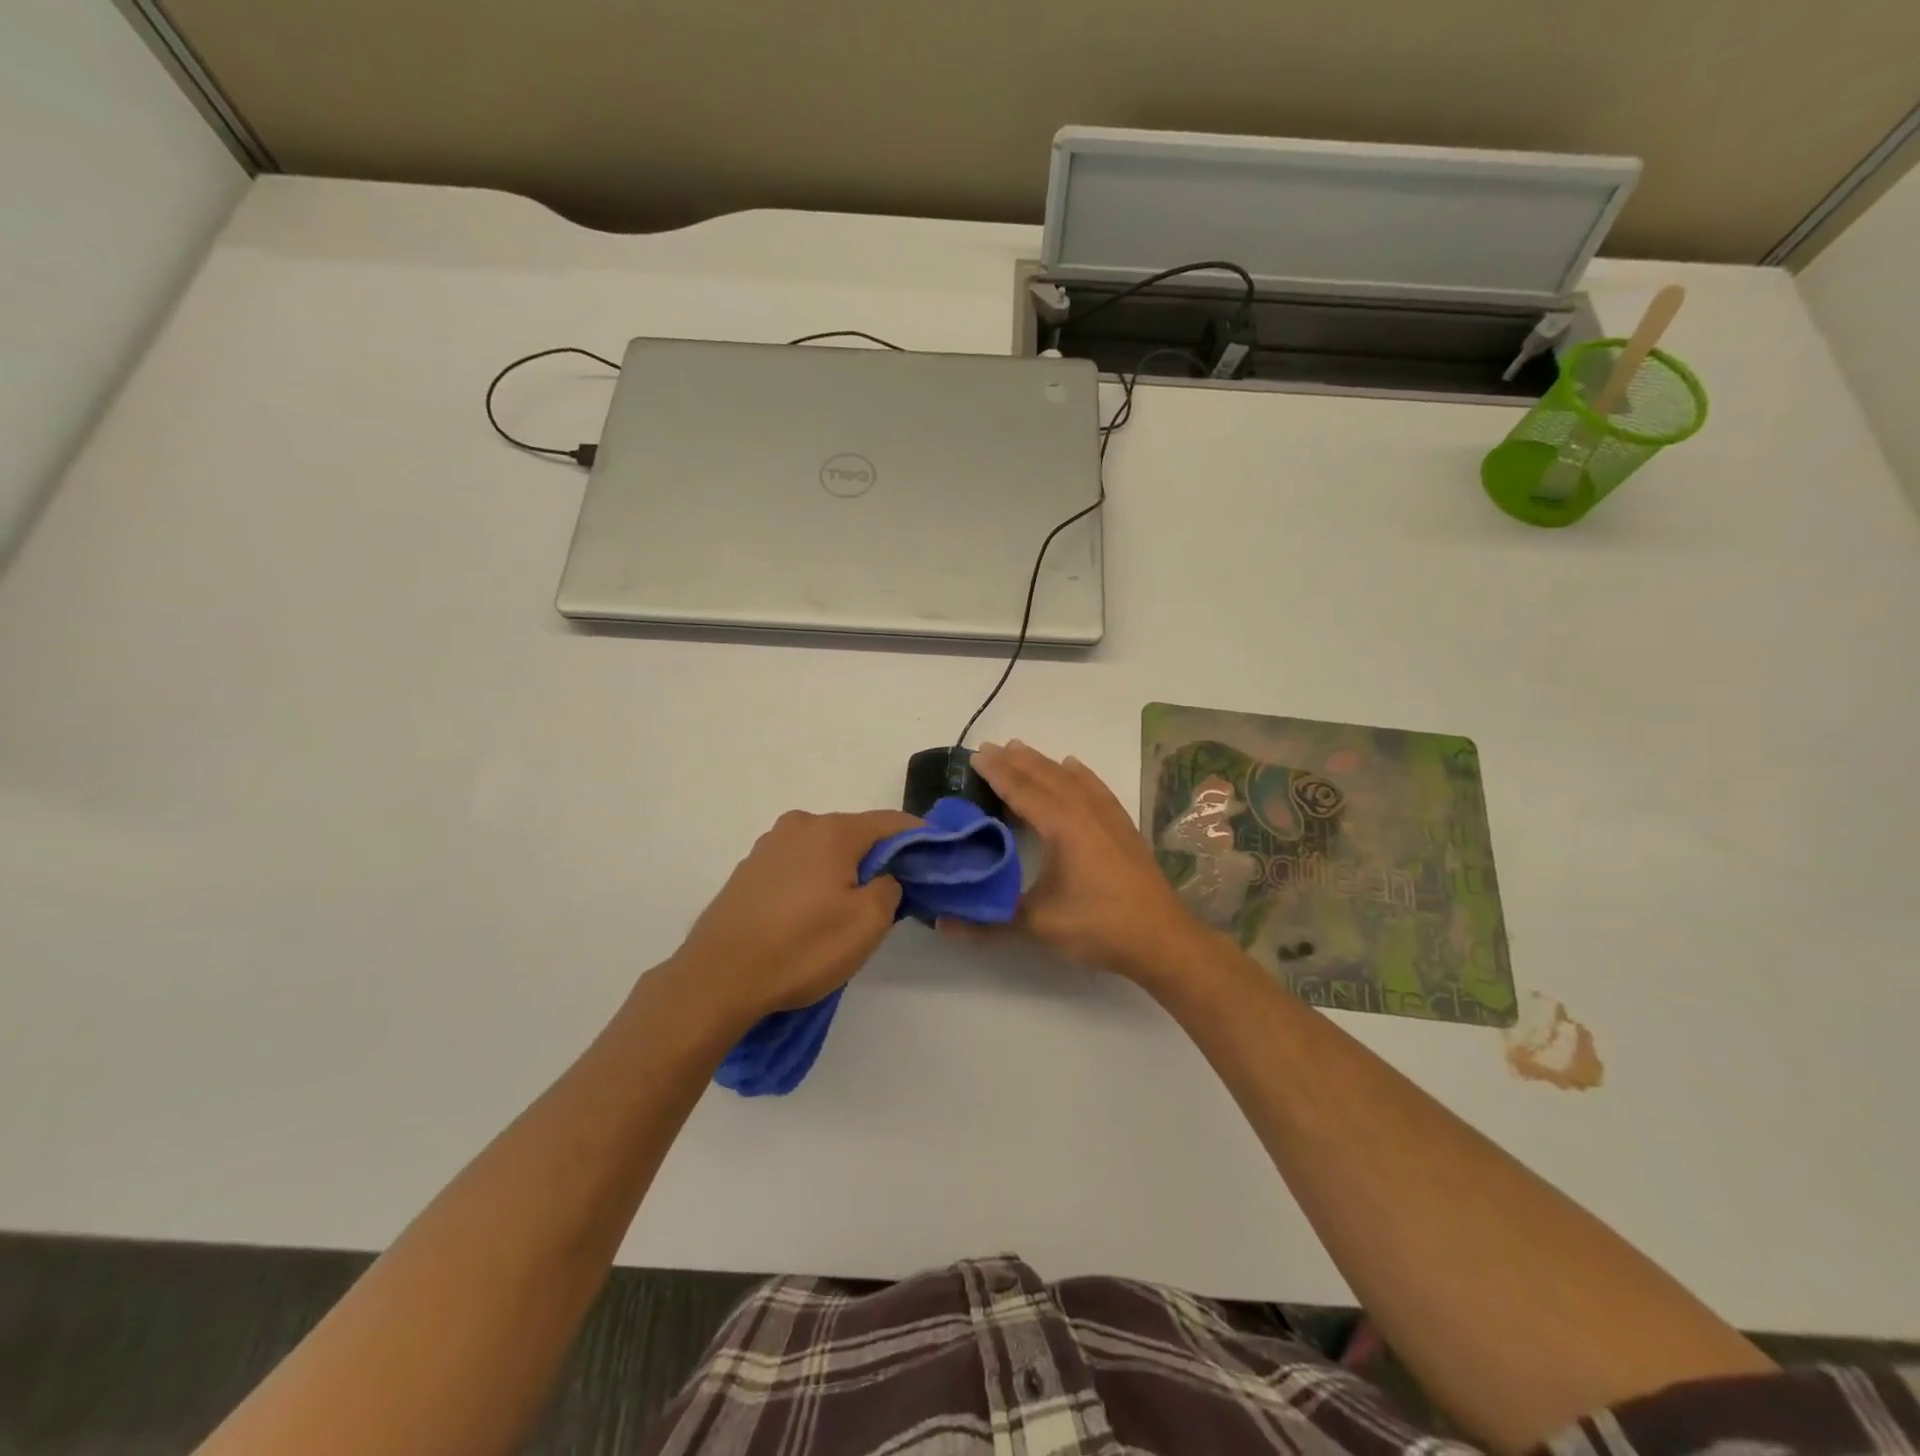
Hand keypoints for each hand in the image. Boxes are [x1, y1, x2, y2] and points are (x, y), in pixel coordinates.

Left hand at [666, 809, 919, 1031]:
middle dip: (879, 858)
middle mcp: (799, 826)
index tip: (937, 856)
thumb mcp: (867, 923)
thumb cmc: (801, 948)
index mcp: (832, 830)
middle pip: (855, 834)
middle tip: (893, 894)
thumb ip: (891, 888)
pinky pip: (796, 867)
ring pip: (823, 851)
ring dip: (843, 870)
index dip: (919, 837)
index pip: (891, 822)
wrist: (717, 979)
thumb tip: (886, 877)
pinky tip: (810, 916)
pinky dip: (813, 881)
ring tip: (848, 910)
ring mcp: (768, 847)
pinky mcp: (748, 872)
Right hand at [957, 741, 1206, 982]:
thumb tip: (941, 922)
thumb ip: (988, 921)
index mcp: (1063, 827)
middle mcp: (1085, 812)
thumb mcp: (1038, 926)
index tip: (975, 756)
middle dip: (1016, 761)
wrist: (1162, 940)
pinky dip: (1080, 774)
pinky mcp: (1123, 828)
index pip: (1023, 791)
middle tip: (989, 748)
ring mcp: (1109, 817)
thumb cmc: (1098, 927)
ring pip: (1070, 779)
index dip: (997, 773)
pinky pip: (1096, 788)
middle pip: (1045, 777)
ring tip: (1021, 749)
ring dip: (1043, 764)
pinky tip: (1074, 767)